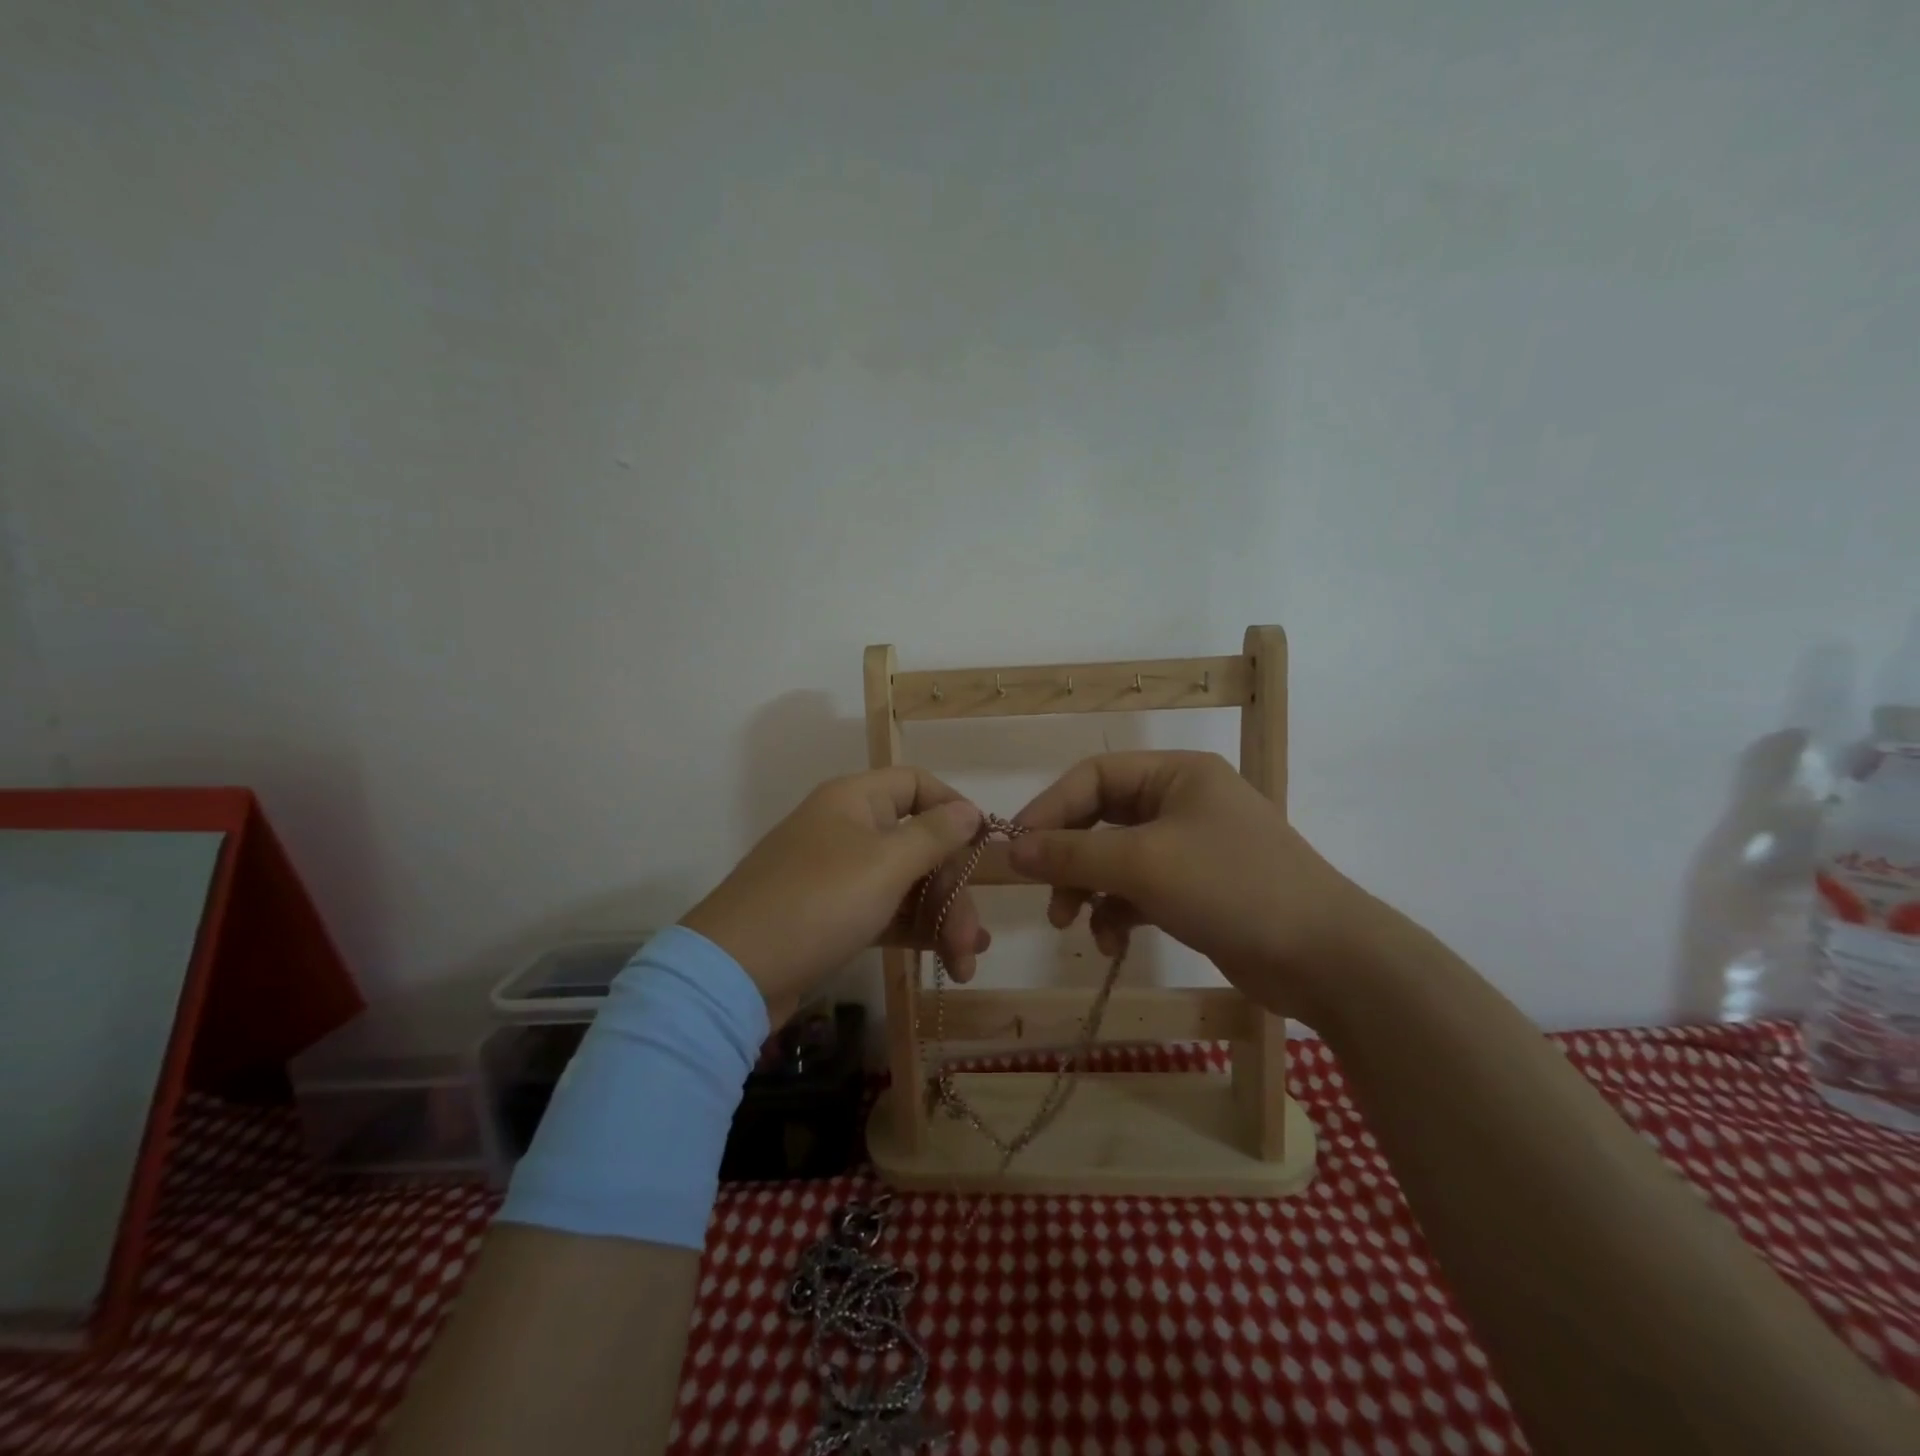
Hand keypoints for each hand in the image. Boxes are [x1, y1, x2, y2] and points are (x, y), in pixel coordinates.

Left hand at [681, 768, 988, 1023]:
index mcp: (855, 800)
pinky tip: (947, 960)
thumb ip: (934, 836)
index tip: (984, 848)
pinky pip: (886, 911)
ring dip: (940, 917)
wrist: (733, 974)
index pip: (917, 784)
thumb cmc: (817, 904)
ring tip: (966, 962)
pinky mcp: (833, 916)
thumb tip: (969, 809)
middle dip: (951, 889)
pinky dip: (916, 931)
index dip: (954, 809)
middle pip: (919, 843)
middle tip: (973, 938)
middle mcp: (848, 829)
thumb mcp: (885, 865)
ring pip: (906, 883)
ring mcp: (839, 874)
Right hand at [1008, 751, 1364, 1019]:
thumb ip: (1072, 854)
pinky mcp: (1197, 890)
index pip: (1094, 776)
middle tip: (1046, 896)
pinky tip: (1113, 944)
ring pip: (1117, 859)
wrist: (1326, 959)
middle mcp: (1182, 802)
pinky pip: (1139, 891)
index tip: (1017, 849)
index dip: (1050, 810)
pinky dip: (1118, 914)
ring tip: (1074, 927)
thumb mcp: (1143, 864)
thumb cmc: (1231, 888)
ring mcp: (1192, 848)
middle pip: (1102, 819)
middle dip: (1070, 859)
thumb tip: (1011, 849)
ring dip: (1090, 892)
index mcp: (1177, 775)